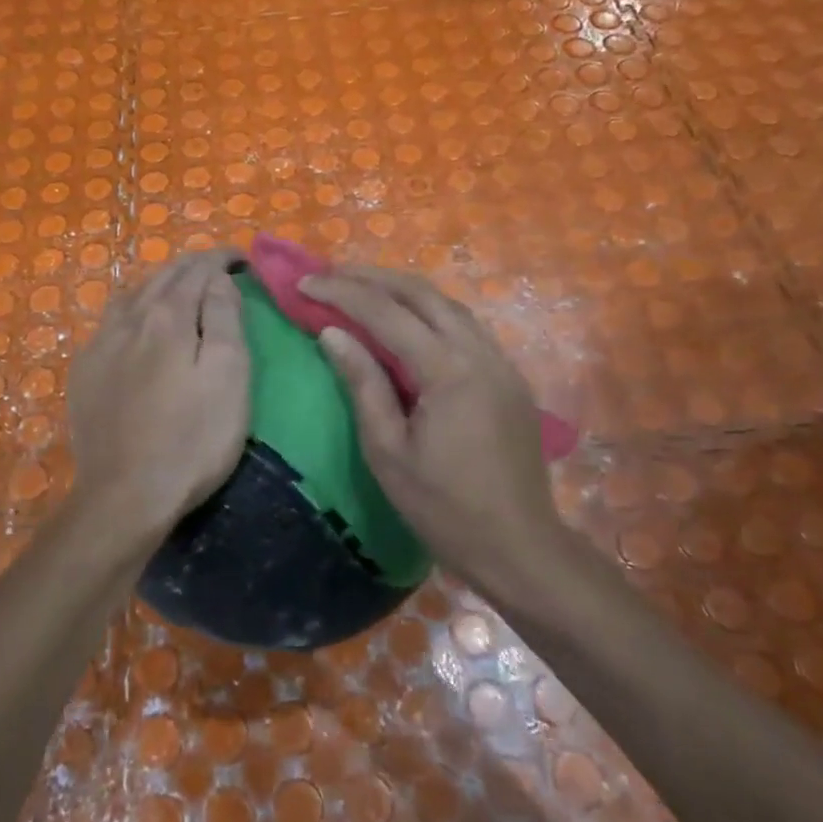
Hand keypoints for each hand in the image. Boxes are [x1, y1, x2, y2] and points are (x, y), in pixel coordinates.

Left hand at [67, 251, 249, 539]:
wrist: (125, 496)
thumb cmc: (192, 439)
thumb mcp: (229, 376)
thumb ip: (225, 318)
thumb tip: (219, 278)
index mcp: (167, 317)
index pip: (198, 269)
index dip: (222, 259)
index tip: (242, 260)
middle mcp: (128, 320)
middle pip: (162, 276)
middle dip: (192, 266)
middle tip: (218, 269)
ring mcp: (99, 345)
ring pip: (131, 294)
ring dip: (159, 284)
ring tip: (179, 291)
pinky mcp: (84, 372)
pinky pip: (110, 322)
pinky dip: (133, 309)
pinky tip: (138, 327)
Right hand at [302, 266, 569, 588]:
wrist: (519, 547)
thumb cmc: (444, 508)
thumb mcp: (388, 451)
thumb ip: (363, 384)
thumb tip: (333, 333)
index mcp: (449, 371)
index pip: (387, 313)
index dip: (341, 294)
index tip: (303, 285)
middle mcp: (480, 352)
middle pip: (422, 293)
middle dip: (372, 277)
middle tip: (328, 274)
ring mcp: (501, 362)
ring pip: (448, 304)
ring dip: (402, 289)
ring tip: (361, 287)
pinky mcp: (509, 377)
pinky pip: (465, 326)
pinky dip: (428, 311)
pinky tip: (406, 320)